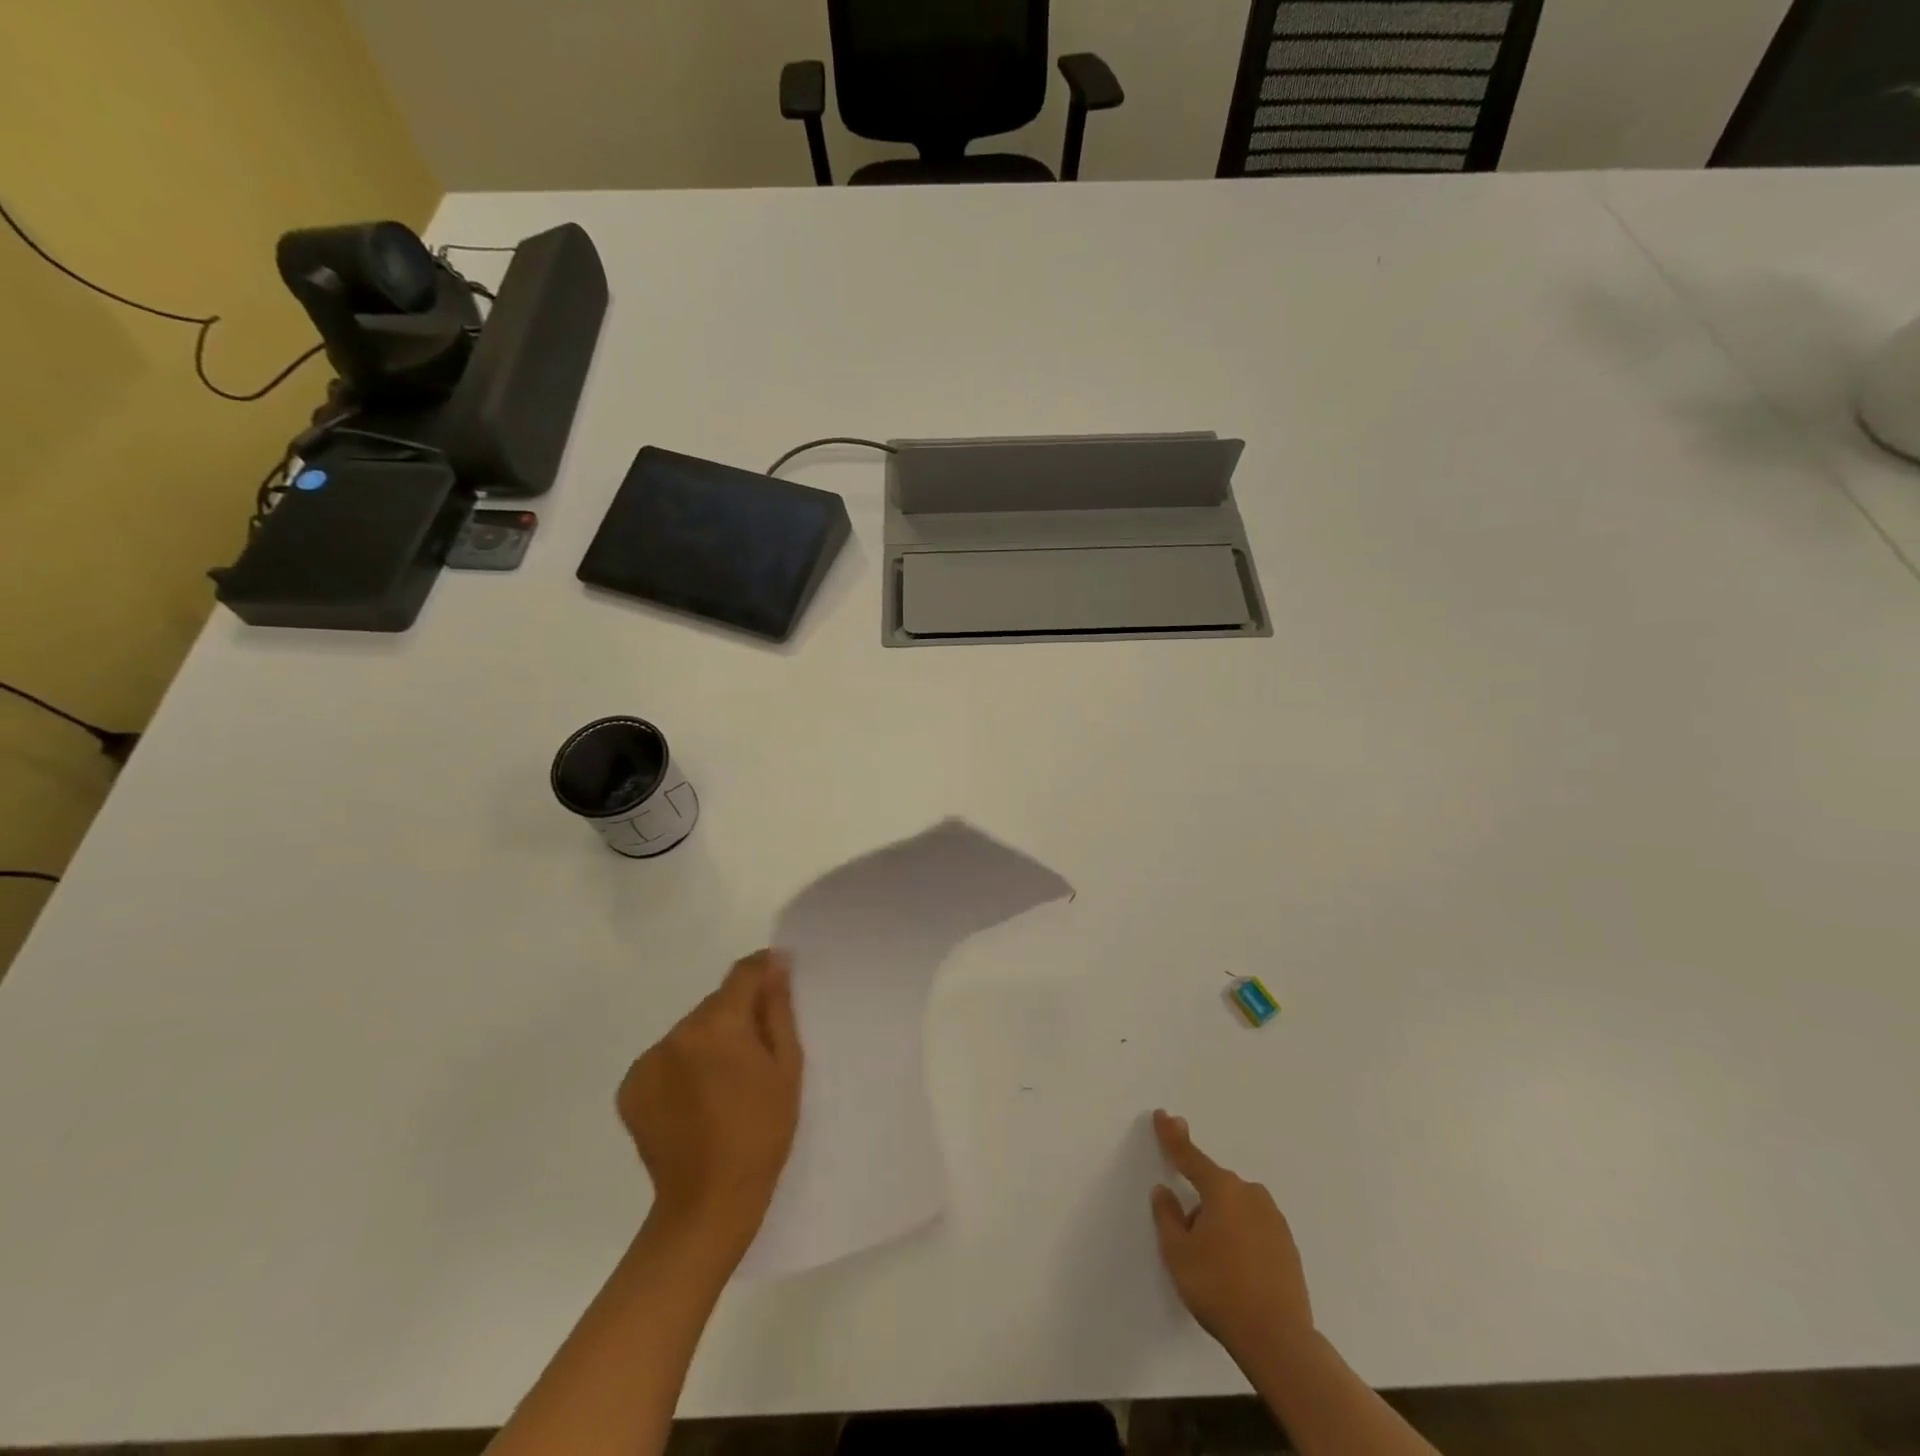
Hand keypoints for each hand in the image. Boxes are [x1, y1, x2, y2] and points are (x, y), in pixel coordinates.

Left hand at [618, 951, 802, 1265]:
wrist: (709, 1203)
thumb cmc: (761, 1132)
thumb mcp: (786, 1067)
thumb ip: (778, 1010)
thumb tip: (775, 967)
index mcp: (718, 1025)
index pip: (743, 973)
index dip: (764, 970)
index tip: (779, 979)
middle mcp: (677, 1033)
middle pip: (715, 1004)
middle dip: (737, 1015)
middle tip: (757, 1050)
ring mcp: (648, 1060)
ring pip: (690, 1031)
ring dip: (709, 1040)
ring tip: (725, 1081)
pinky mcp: (630, 1087)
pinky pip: (666, 1057)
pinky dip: (683, 1065)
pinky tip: (697, 1098)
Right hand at [1151, 1109, 1314, 1364]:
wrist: (1278, 1340)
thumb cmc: (1219, 1288)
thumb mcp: (1178, 1253)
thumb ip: (1167, 1216)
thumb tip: (1165, 1191)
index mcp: (1222, 1189)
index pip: (1189, 1156)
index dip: (1172, 1136)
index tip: (1163, 1115)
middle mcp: (1250, 1194)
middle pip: (1215, 1186)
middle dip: (1199, 1202)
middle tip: (1189, 1238)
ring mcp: (1274, 1219)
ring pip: (1236, 1208)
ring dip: (1221, 1221)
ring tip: (1214, 1262)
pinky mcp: (1288, 1245)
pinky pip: (1254, 1227)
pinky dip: (1241, 1237)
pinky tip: (1237, 1270)